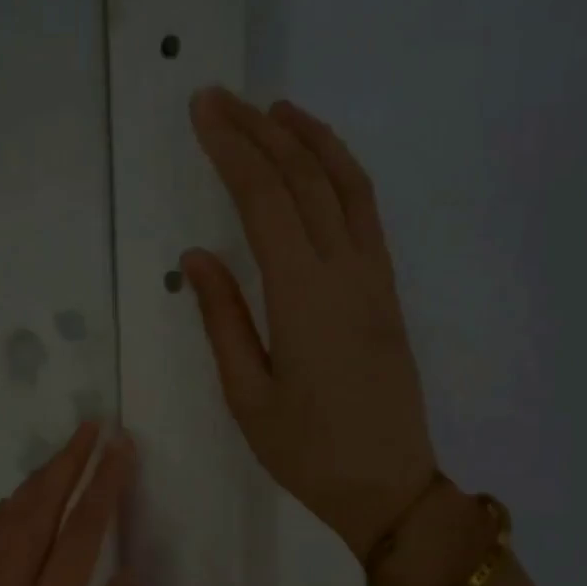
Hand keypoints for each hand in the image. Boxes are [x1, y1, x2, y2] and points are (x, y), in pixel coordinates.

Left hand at [0, 423, 136, 585]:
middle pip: (39, 510)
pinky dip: (4, 512)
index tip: (121, 447)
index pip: (80, 532)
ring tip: (63, 454)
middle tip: (93, 427)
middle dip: (68, 463)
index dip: (104, 485)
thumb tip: (126, 575)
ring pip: (6, 520)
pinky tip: (14, 504)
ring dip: (36, 480)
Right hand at [182, 86, 436, 559]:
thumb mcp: (248, 396)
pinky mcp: (388, 292)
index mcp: (304, 298)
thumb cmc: (308, 452)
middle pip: (305, 181)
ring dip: (312, 141)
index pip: (266, 202)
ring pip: (347, 188)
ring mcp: (375, 279)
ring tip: (276, 110)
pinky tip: (320, 167)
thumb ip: (224, 319)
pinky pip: (367, 215)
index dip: (233, 151)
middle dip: (261, 132)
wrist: (389, 487)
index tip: (203, 112)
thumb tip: (197, 256)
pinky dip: (341, 175)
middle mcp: (346, 273)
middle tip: (222, 98)